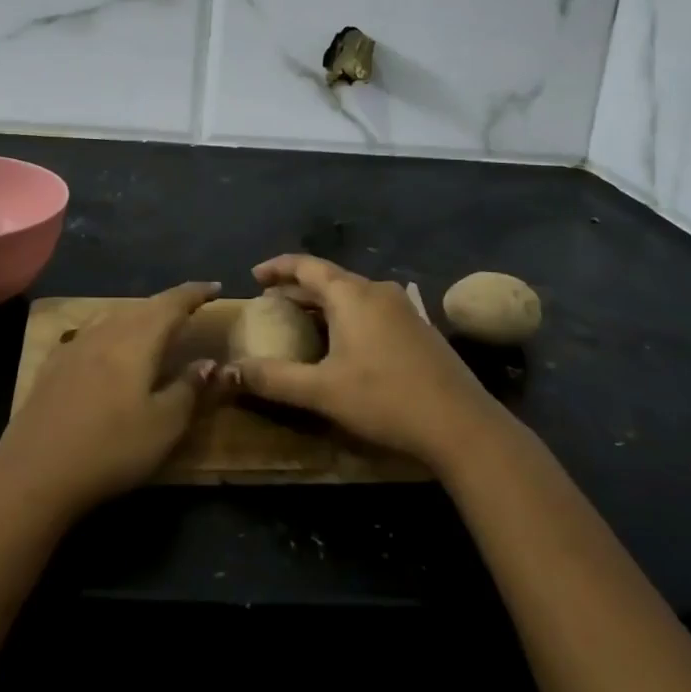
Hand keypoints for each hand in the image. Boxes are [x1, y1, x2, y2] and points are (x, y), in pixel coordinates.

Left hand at [0, 282, 222, 517]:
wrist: (36, 471)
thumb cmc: (111, 448)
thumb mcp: (164, 426)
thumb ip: (189, 389)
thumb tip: (209, 362)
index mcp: (137, 340)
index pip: (172, 304)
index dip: (195, 293)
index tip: (215, 287)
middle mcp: (106, 332)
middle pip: (142, 307)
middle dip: (169, 304)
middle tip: (190, 307)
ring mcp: (75, 346)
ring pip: (113, 316)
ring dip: (138, 314)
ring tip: (152, 323)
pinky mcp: (53, 365)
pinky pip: (90, 332)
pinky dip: (109, 330)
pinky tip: (105, 344)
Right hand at [231, 255, 506, 472]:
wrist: (462, 425)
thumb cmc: (386, 399)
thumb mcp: (322, 391)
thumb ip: (274, 379)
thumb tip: (228, 373)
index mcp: (351, 294)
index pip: (306, 265)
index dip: (277, 268)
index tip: (254, 276)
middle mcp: (377, 291)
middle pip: (329, 278)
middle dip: (297, 288)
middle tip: (271, 304)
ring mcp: (403, 308)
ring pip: (351, 295)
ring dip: (322, 303)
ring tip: (300, 321)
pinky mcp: (418, 328)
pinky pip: (370, 309)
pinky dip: (346, 316)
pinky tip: (342, 342)